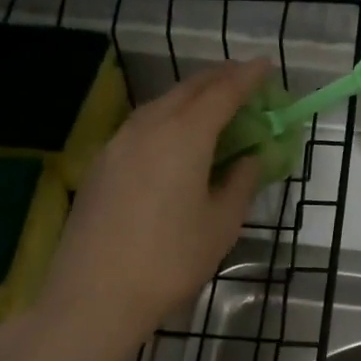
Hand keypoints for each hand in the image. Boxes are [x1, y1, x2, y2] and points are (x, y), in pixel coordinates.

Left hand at [28, 59, 267, 345]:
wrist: (95, 295)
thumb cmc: (170, 260)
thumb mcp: (221, 224)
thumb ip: (240, 183)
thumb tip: (250, 159)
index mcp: (184, 136)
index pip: (223, 93)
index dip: (248, 78)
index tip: (266, 66)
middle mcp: (148, 127)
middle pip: (188, 90)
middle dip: (219, 79)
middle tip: (244, 80)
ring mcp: (118, 143)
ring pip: (161, 105)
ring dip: (191, 97)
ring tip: (213, 105)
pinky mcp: (101, 163)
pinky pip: (142, 125)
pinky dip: (168, 118)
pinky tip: (175, 137)